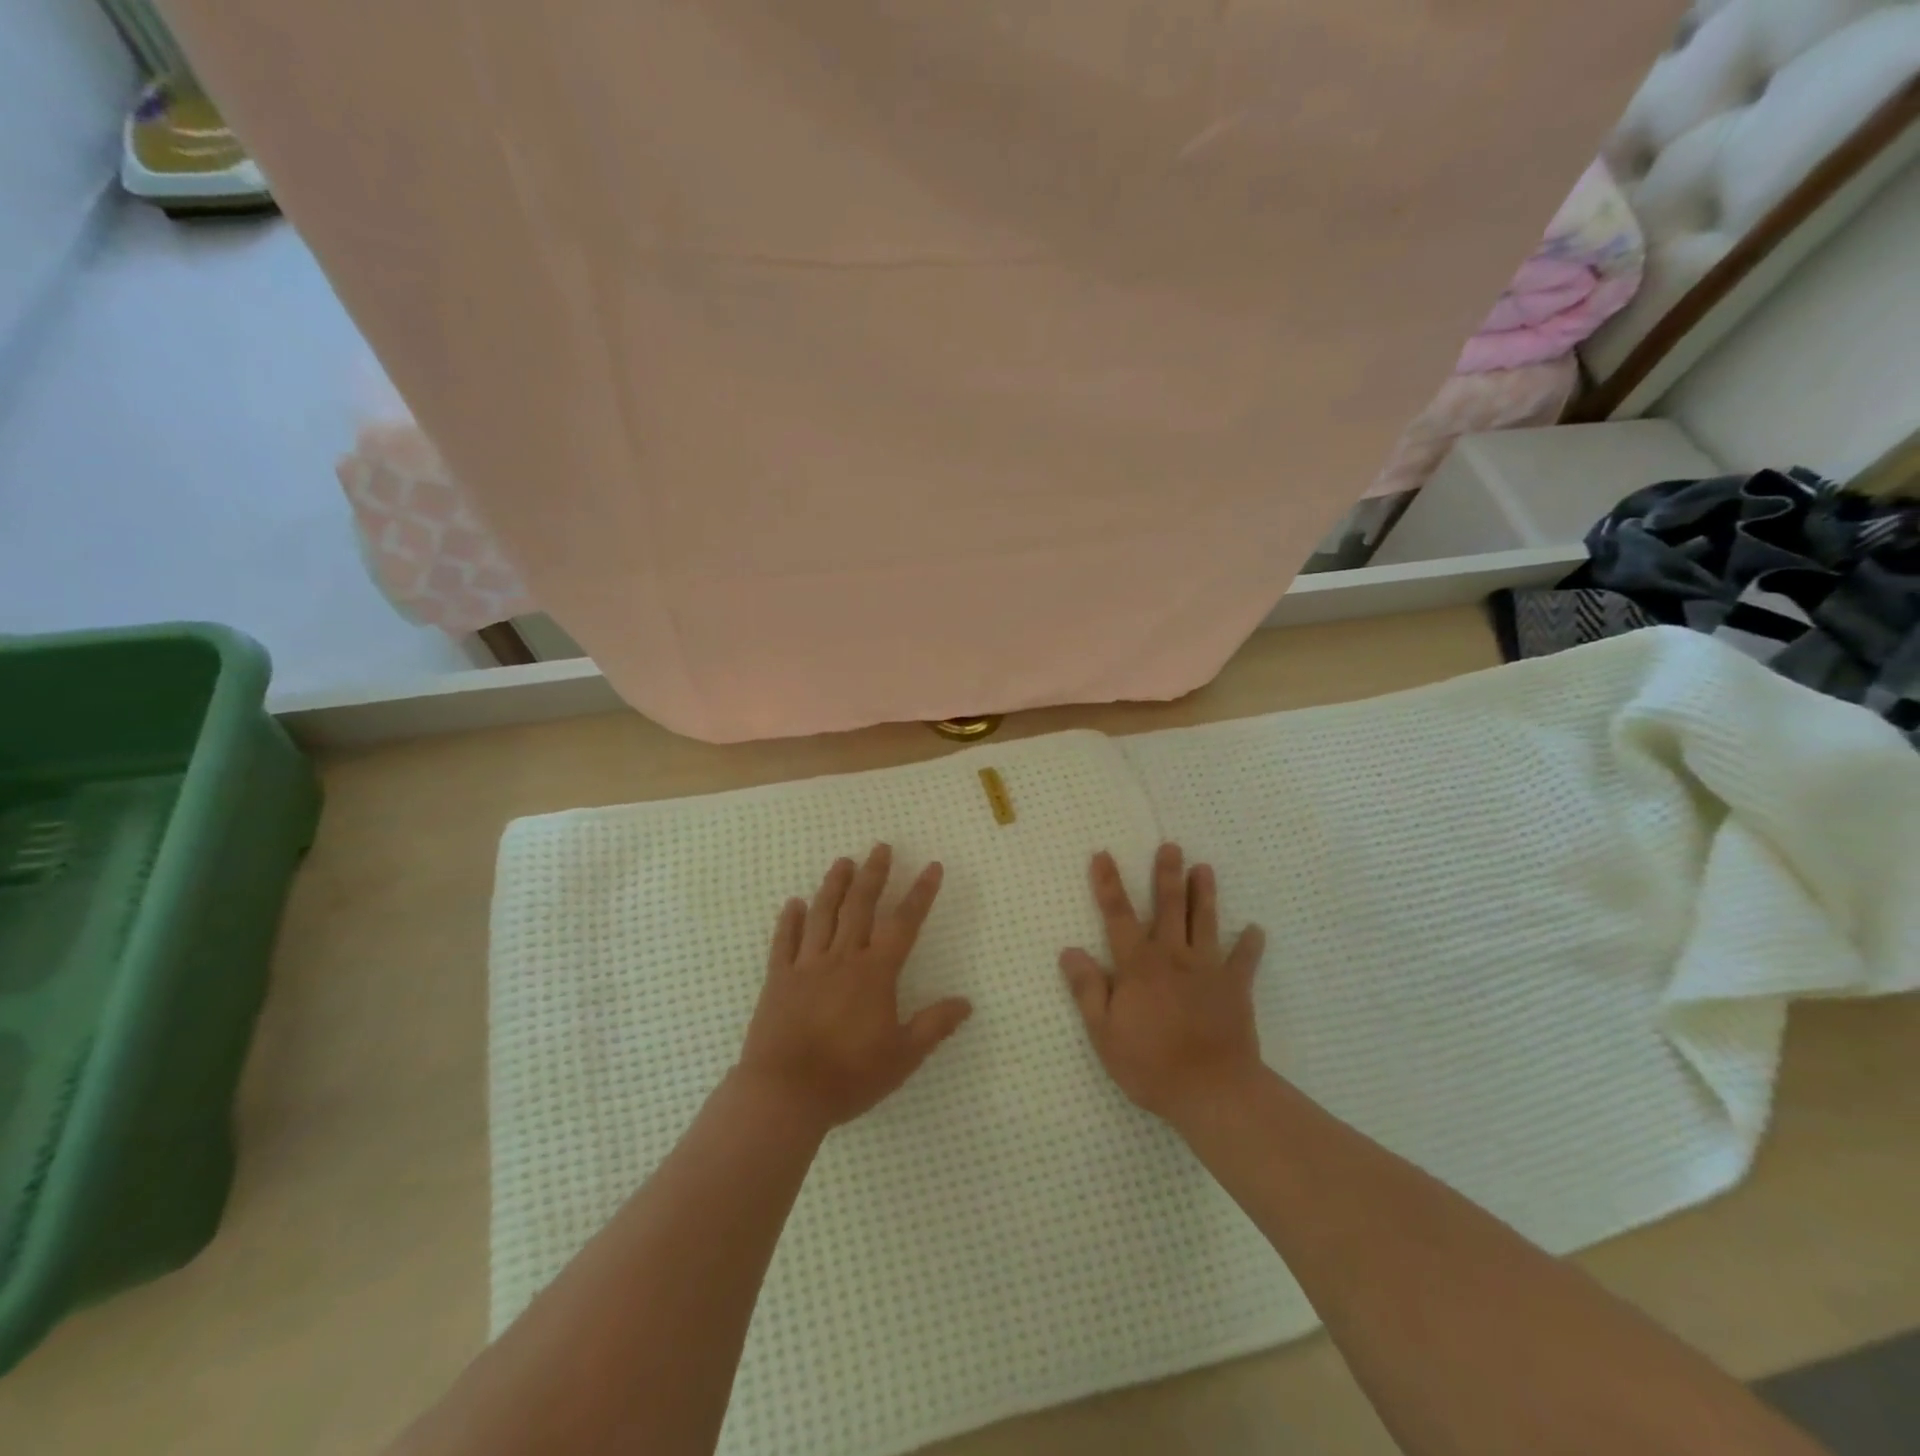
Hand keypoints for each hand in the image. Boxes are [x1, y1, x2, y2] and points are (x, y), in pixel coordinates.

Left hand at [737, 843, 971, 1134]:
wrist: (785, 1093)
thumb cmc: (849, 1075)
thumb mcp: (903, 1056)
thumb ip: (934, 1025)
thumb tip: (966, 1003)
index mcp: (875, 972)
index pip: (904, 923)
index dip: (920, 893)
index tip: (932, 867)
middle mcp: (843, 958)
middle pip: (860, 906)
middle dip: (874, 874)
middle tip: (881, 847)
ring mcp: (807, 965)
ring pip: (822, 914)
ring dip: (834, 885)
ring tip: (842, 861)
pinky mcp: (778, 979)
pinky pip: (784, 941)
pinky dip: (789, 920)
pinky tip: (792, 904)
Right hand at [1060, 843, 1266, 1123]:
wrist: (1212, 1090)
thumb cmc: (1150, 1064)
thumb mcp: (1104, 1032)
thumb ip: (1088, 989)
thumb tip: (1070, 951)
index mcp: (1138, 965)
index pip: (1117, 915)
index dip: (1108, 884)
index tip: (1103, 855)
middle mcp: (1172, 957)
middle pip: (1169, 907)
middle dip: (1167, 875)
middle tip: (1172, 846)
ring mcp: (1207, 970)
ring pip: (1206, 922)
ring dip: (1204, 894)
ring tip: (1205, 868)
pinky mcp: (1235, 989)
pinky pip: (1244, 961)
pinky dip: (1250, 944)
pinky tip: (1255, 930)